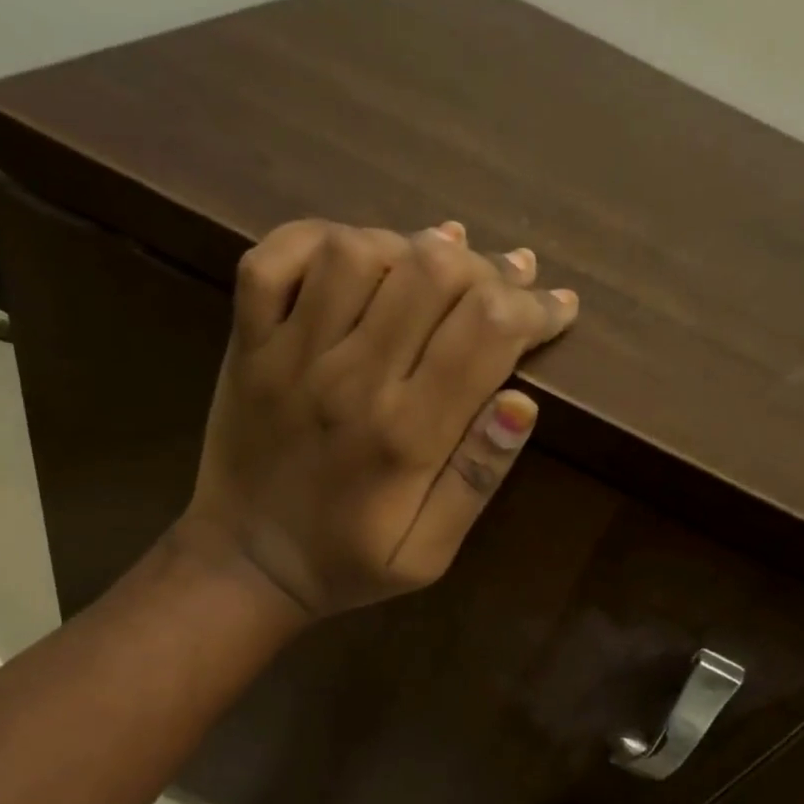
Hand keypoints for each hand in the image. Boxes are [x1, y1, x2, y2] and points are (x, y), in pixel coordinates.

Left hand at [179, 219, 576, 615]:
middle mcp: (351, 378)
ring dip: (411, 247)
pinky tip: (355, 257)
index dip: (535, 308)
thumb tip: (522, 402)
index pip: (488, 330)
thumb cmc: (346, 565)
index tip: (558, 307)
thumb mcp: (429, 555)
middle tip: (508, 281)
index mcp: (406, 434)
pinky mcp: (248, 343)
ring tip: (439, 264)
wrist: (244, 565)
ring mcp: (290, 353)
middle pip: (433, 273)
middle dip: (488, 268)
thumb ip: (475, 480)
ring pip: (359, 250)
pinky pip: (275, 257)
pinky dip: (319, 238)